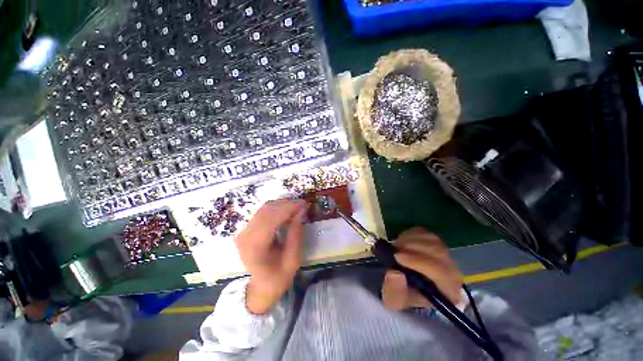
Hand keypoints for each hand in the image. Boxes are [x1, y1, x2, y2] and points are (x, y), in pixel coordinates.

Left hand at [235, 199, 306, 314]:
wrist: (261, 286)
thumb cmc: (279, 277)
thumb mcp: (293, 260)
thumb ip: (296, 235)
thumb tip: (300, 212)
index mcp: (255, 249)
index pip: (270, 220)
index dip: (288, 209)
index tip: (303, 204)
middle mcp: (245, 237)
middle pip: (266, 211)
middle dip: (286, 205)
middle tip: (302, 205)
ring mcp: (243, 232)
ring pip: (264, 209)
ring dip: (281, 205)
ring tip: (296, 207)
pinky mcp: (246, 229)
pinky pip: (262, 212)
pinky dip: (276, 208)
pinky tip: (286, 211)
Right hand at [382, 227, 462, 310]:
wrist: (403, 282)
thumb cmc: (401, 294)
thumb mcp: (393, 299)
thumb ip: (394, 291)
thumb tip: (395, 273)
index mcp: (448, 291)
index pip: (442, 273)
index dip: (419, 262)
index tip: (398, 257)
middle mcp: (452, 271)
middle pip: (438, 252)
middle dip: (413, 248)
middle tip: (394, 250)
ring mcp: (443, 253)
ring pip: (431, 239)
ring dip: (409, 240)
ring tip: (396, 248)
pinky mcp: (433, 241)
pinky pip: (423, 232)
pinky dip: (409, 235)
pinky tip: (402, 243)